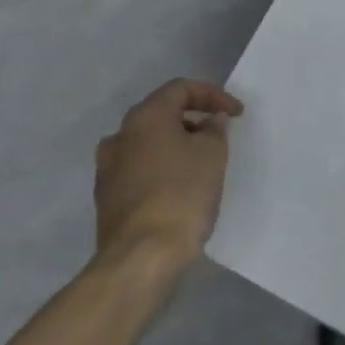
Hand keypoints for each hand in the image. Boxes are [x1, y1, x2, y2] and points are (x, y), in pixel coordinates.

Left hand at [93, 79, 244, 279]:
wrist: (142, 255)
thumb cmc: (182, 194)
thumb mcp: (212, 154)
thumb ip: (214, 130)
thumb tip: (210, 122)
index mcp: (144, 117)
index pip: (180, 89)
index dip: (213, 95)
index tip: (237, 113)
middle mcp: (120, 136)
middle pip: (161, 114)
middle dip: (193, 119)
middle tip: (219, 134)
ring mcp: (108, 168)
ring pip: (148, 143)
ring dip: (176, 145)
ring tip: (202, 162)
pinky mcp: (108, 197)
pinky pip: (140, 169)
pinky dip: (163, 168)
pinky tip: (181, 187)